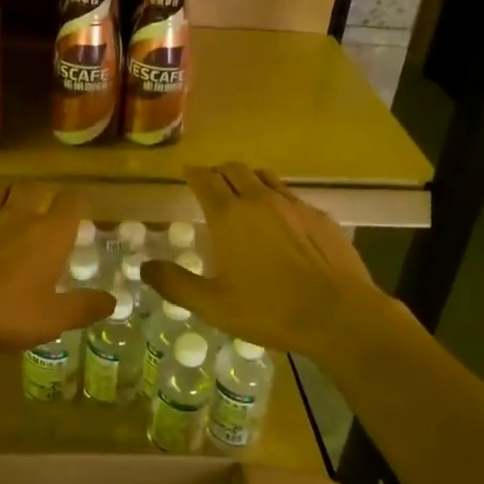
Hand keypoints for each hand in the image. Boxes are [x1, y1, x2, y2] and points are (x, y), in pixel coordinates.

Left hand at [0, 182, 113, 353]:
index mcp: (49, 233)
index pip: (72, 201)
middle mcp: (19, 215)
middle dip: (42, 194)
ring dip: (9, 192)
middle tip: (43, 212)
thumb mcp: (51, 320)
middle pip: (34, 187)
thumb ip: (84, 308)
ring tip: (11, 205)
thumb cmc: (4, 314)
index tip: (78, 213)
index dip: (77, 203)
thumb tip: (113, 302)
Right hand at [140, 163, 394, 362]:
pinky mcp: (320, 216)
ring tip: (244, 195)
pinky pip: (291, 196)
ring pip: (265, 177)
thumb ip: (176, 284)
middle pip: (234, 169)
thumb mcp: (214, 305)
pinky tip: (282, 222)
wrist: (338, 314)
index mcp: (229, 216)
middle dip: (219, 172)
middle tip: (212, 184)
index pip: (205, 179)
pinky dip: (277, 198)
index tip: (187, 173)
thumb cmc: (270, 309)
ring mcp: (293, 204)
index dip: (193, 173)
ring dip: (249, 180)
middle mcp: (259, 199)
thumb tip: (145, 267)